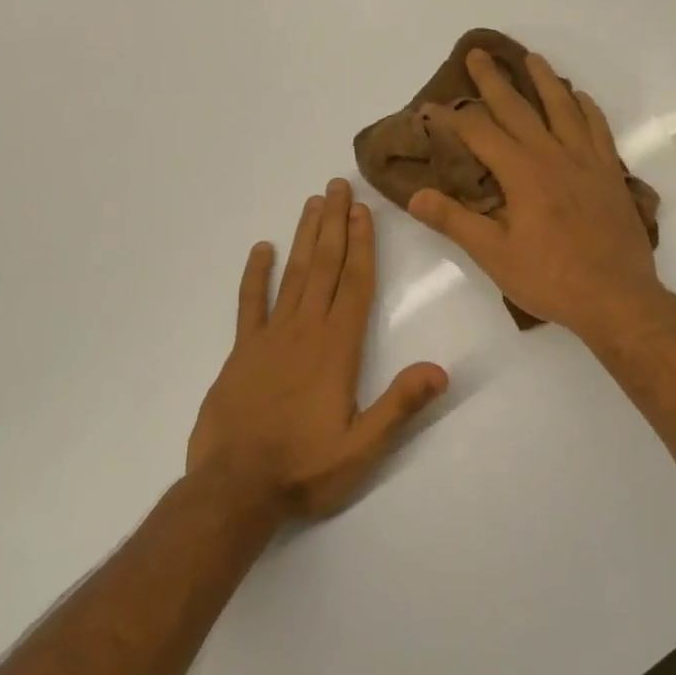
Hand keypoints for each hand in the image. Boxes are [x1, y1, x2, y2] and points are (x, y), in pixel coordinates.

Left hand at [188, 179, 447, 519]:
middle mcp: (305, 331)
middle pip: (324, 267)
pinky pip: (249, 304)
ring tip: (313, 203)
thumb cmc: (304, 468)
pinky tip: (261, 249)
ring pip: (292, 275)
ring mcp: (269, 338)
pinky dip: (255, 275)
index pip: (354, 284)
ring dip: (304, 237)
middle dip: (334, 224)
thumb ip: (400, 405)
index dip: (362, 245)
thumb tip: (441, 370)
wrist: (234, 489)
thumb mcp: (363, 448)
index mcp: (337, 349)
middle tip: (338, 185)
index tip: (363, 210)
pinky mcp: (242, 352)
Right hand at [408, 49, 668, 343]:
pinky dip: (587, 107)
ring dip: (544, 80)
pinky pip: (598, 128)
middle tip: (478, 53)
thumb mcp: (494, 256)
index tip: (432, 107)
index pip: (480, 132)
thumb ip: (455, 221)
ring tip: (531, 58)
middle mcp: (554, 155)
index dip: (453, 118)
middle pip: (519, 108)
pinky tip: (580, 97)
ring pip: (563, 108)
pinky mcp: (610, 173)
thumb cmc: (551, 279)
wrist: (618, 298)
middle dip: (494, 80)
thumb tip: (414, 195)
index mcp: (522, 173)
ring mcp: (587, 161)